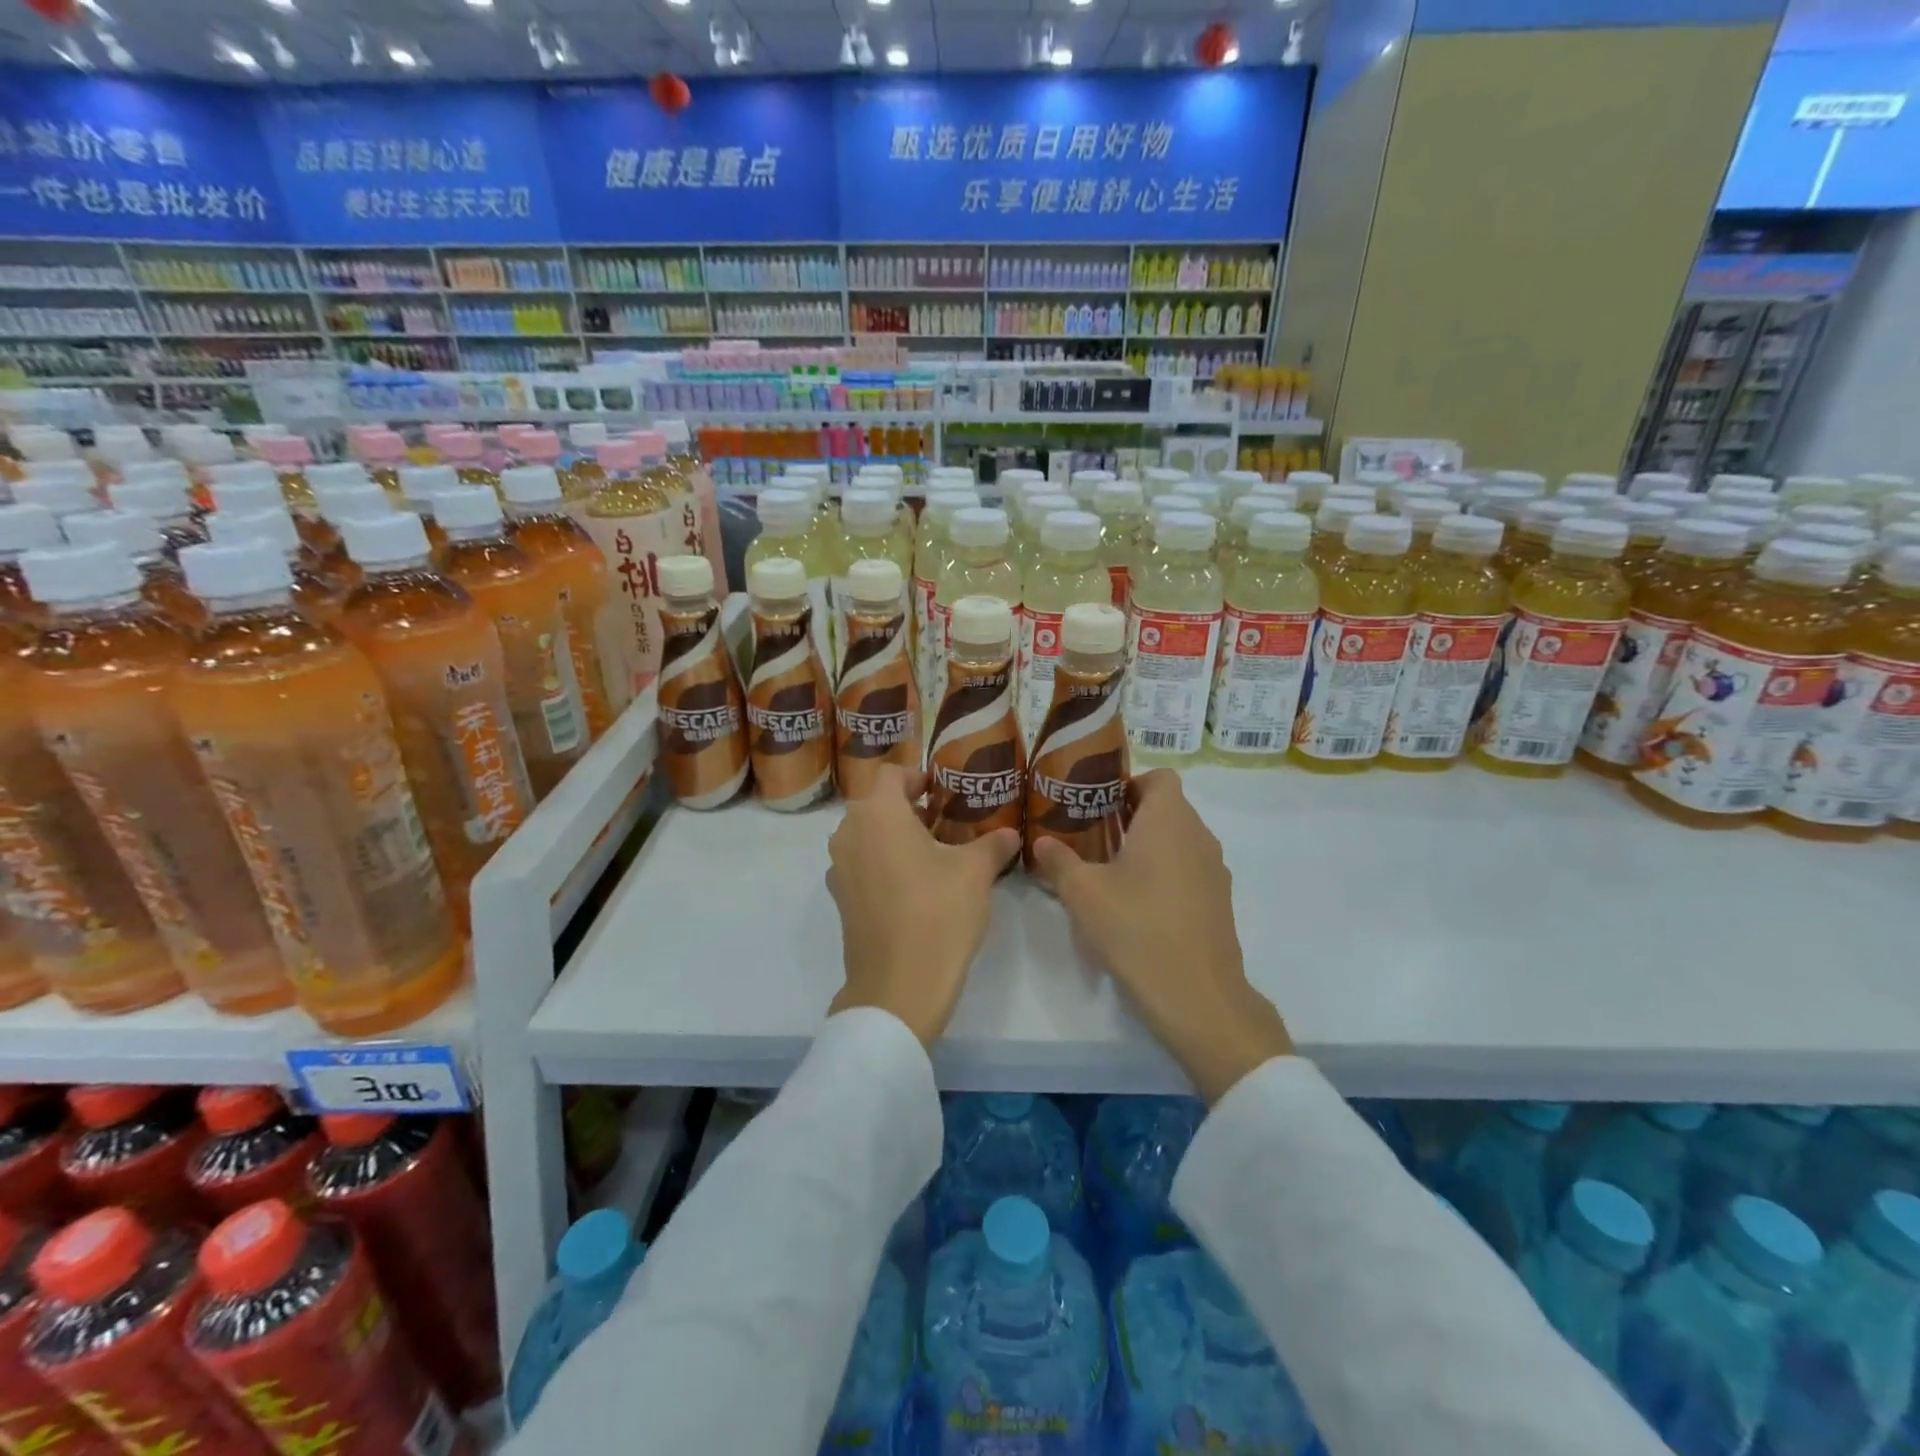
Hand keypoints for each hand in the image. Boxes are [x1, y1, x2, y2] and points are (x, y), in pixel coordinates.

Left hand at [826, 764, 1019, 1046]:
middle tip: (944, 822)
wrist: (898, 985)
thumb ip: (992, 844)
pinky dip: (883, 863)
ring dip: (895, 836)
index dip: (917, 775)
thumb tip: (1010, 834)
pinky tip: (914, 887)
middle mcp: (849, 832)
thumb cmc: (939, 913)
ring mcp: (839, 867)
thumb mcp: (976, 872)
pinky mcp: (840, 899)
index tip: (941, 790)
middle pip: (876, 804)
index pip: (891, 774)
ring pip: (867, 835)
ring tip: (932, 854)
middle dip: (908, 808)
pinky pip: (861, 864)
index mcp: (878, 813)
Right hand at [1030, 768, 1290, 1102]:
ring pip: (1180, 839)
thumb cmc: (1135, 927)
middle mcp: (1198, 836)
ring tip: (1112, 868)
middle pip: (1169, 806)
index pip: (1160, 777)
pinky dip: (1166, 871)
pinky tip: (1139, 903)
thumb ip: (1058, 860)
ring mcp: (1214, 870)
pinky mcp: (1219, 901)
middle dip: (1132, 814)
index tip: (1100, 802)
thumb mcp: (1082, 892)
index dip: (1130, 781)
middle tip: (1094, 833)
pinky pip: (1190, 868)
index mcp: (1168, 820)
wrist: (1196, 994)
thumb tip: (1041, 842)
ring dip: (1150, 844)